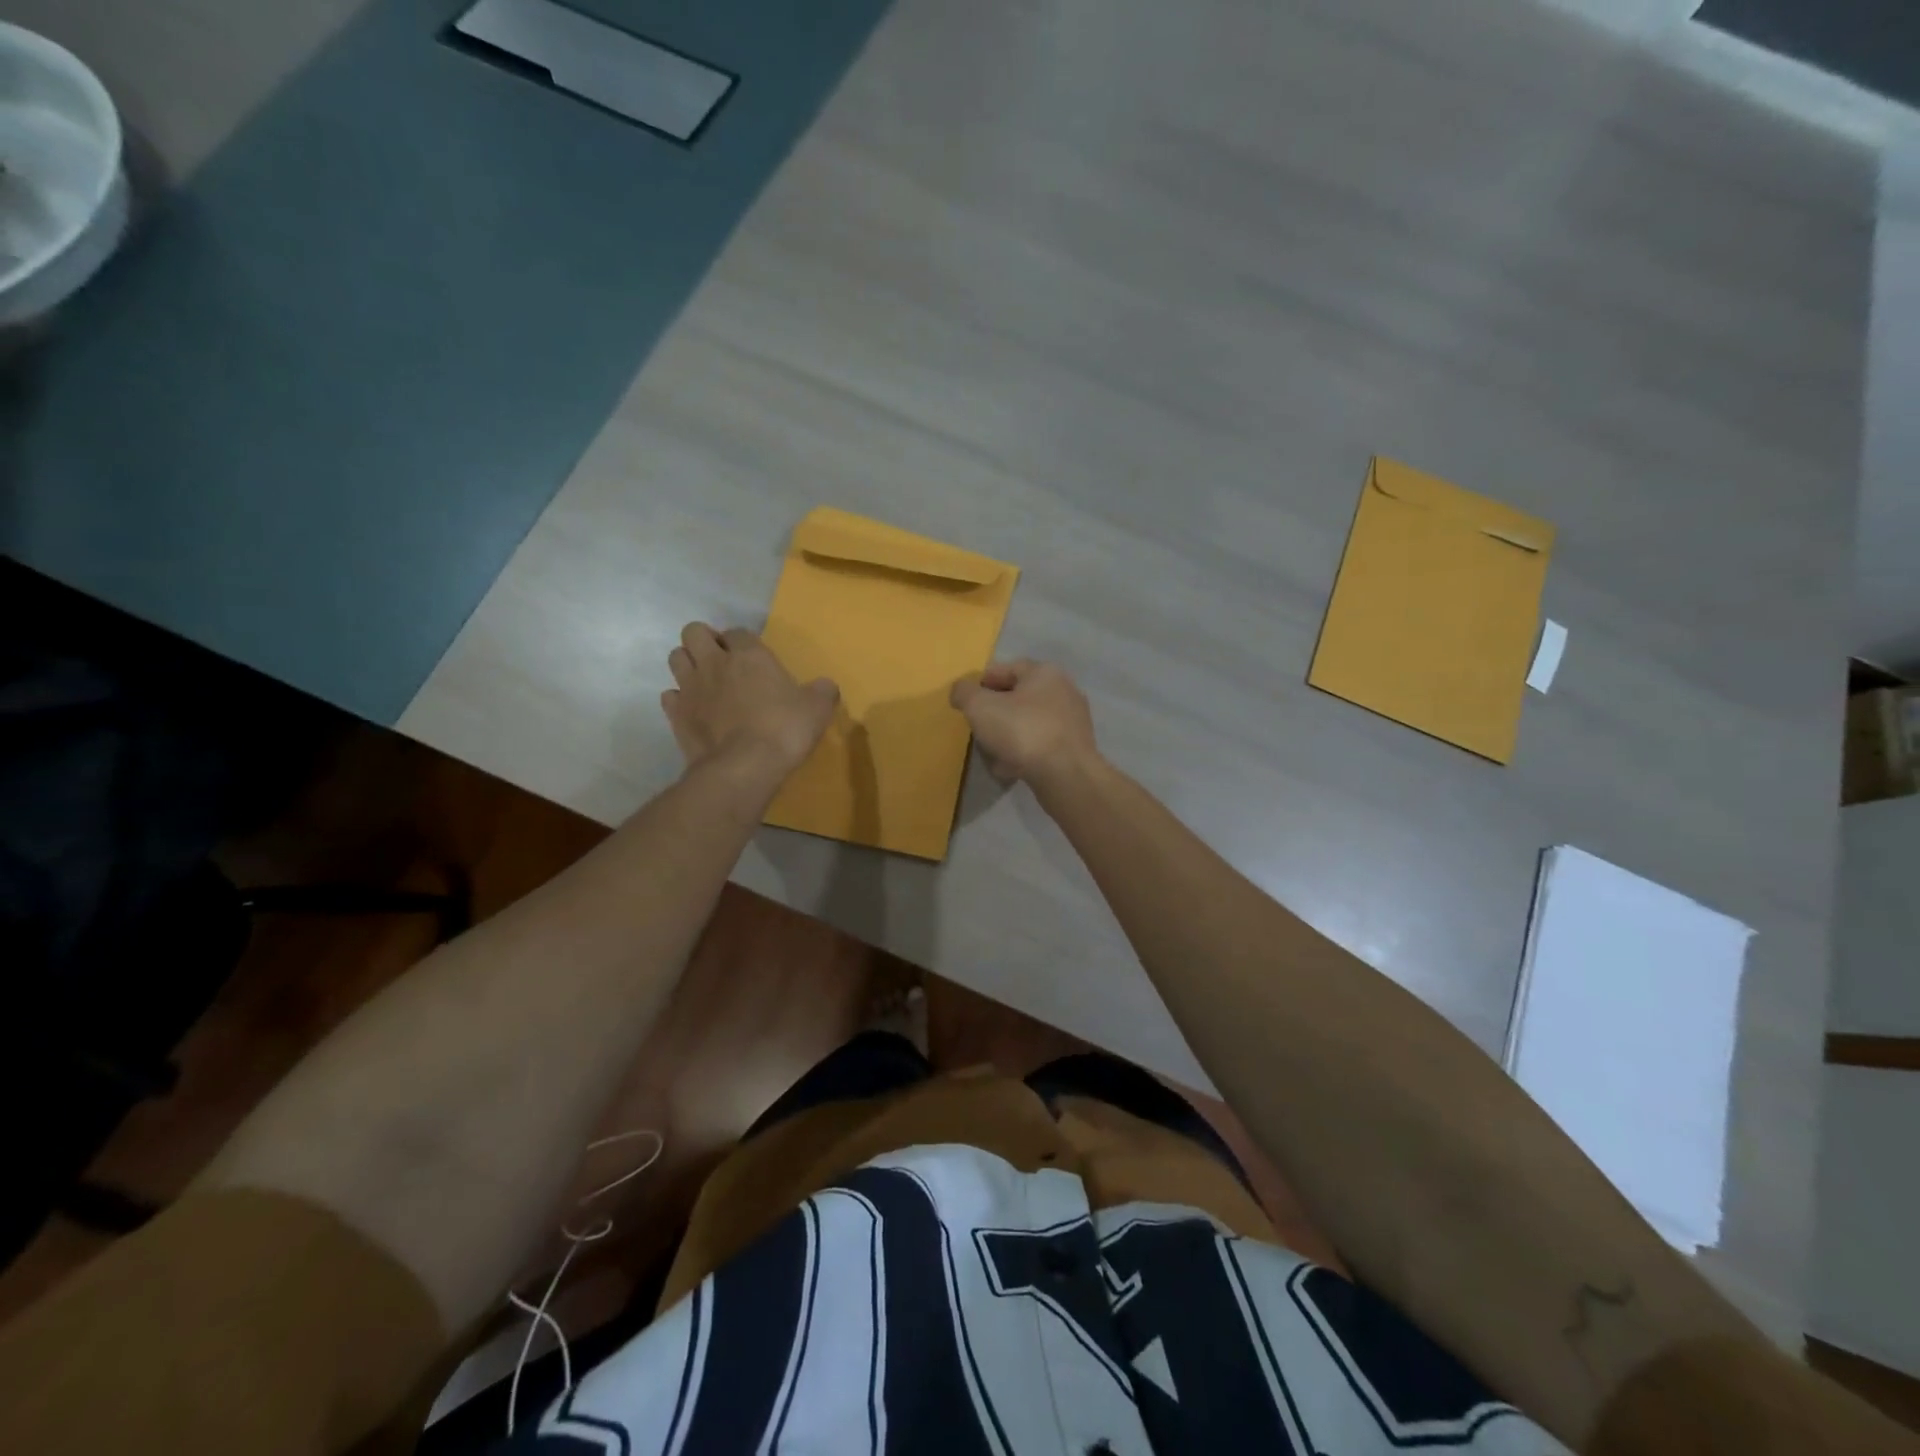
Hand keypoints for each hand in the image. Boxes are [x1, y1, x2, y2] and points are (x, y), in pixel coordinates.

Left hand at [662, 623, 837, 778]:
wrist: (745, 766)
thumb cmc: (784, 729)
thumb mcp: (817, 709)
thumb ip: (822, 691)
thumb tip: (825, 686)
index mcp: (749, 655)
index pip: (738, 632)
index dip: (743, 642)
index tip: (754, 658)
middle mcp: (714, 663)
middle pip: (693, 632)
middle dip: (705, 641)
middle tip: (722, 661)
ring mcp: (690, 688)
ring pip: (675, 657)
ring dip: (688, 664)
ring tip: (705, 682)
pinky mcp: (676, 715)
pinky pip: (670, 696)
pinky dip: (679, 699)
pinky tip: (694, 711)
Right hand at [950, 660, 1098, 788]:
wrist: (1065, 775)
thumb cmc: (1022, 731)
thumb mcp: (980, 706)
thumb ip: (964, 693)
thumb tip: (961, 691)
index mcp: (1044, 672)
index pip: (1005, 669)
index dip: (981, 683)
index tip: (965, 702)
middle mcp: (1064, 690)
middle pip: (1018, 697)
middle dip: (995, 712)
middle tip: (977, 728)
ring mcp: (1073, 721)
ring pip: (1029, 723)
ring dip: (1008, 735)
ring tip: (991, 753)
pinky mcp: (1075, 748)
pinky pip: (1040, 744)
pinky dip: (1024, 752)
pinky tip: (1010, 767)